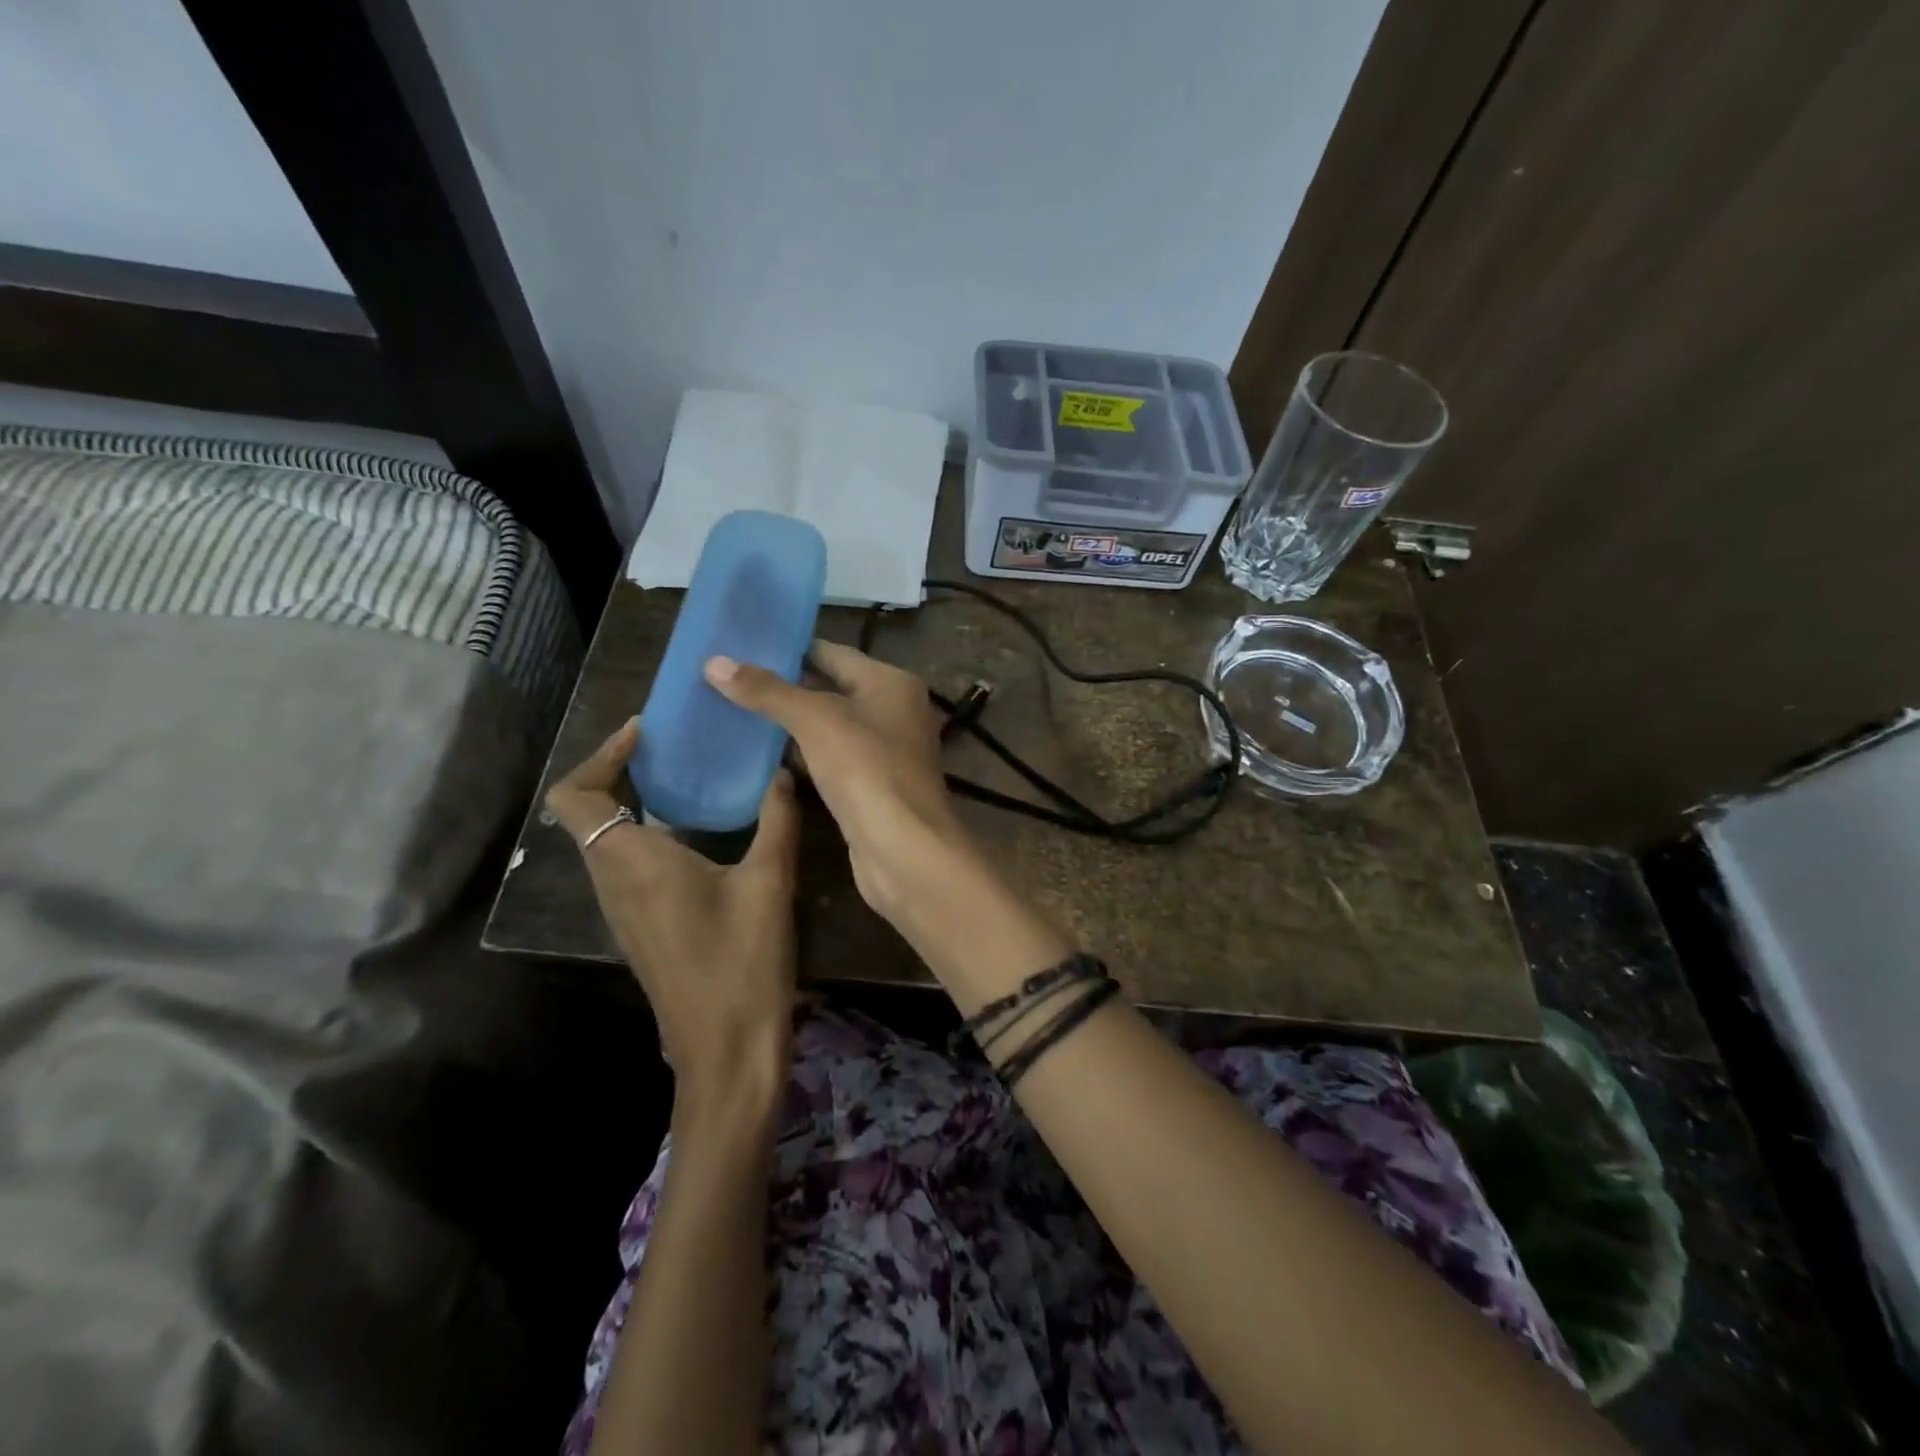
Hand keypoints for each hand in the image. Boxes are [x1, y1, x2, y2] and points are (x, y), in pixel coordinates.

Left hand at [546, 719, 798, 1122]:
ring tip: (691, 782)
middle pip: (588, 814)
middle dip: (622, 772)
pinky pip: (628, 867)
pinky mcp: (641, 930)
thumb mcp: (770, 883)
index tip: (646, 733)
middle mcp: (614, 883)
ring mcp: (623, 911)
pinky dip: (649, 837)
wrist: (726, 1050)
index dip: (601, 755)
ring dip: (636, 805)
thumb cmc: (743, 962)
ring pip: (607, 842)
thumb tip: (782, 771)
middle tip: (676, 748)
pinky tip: (702, 837)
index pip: (576, 796)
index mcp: (634, 862)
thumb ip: (776, 820)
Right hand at [704, 641, 963, 913]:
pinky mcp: (870, 786)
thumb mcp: (815, 721)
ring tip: (732, 711)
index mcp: (890, 682)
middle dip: (782, 687)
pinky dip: (800, 756)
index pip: (832, 652)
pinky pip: (829, 759)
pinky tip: (760, 755)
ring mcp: (883, 751)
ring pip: (827, 728)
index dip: (788, 649)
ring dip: (788, 724)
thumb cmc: (867, 770)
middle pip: (830, 689)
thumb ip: (768, 691)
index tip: (740, 646)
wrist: (903, 849)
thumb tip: (715, 662)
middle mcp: (893, 711)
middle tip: (726, 680)